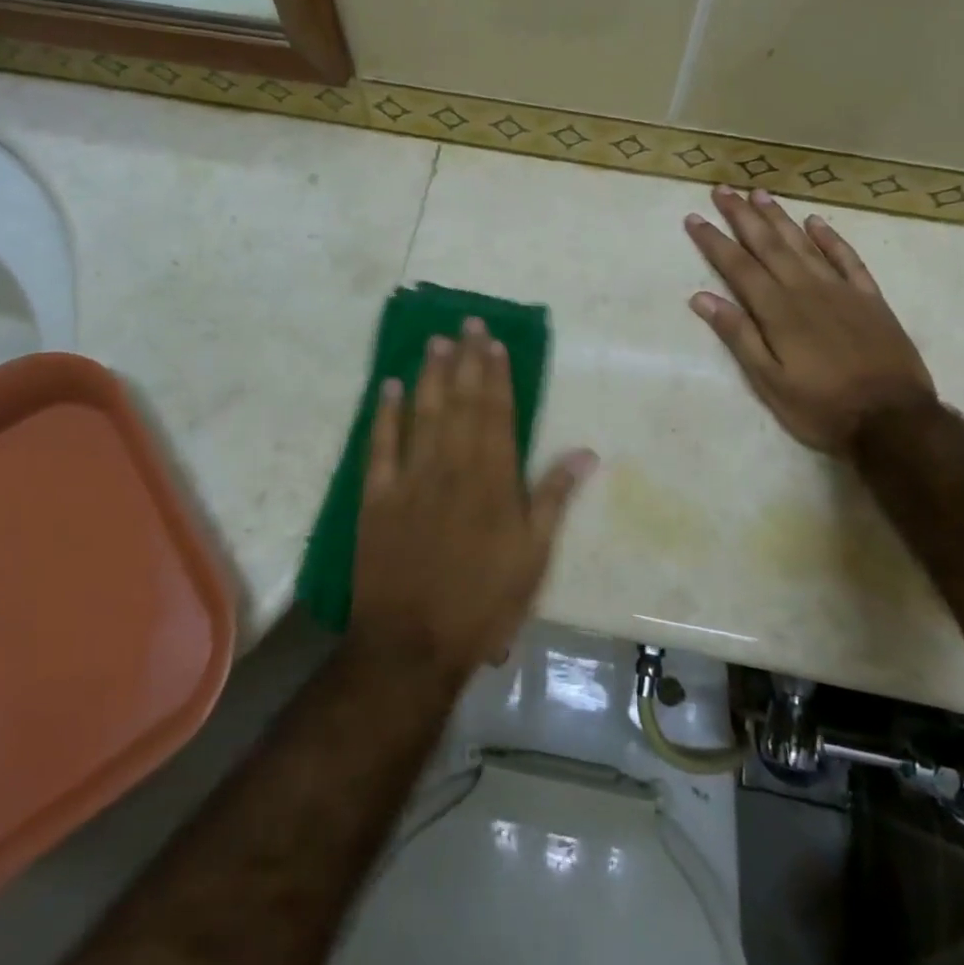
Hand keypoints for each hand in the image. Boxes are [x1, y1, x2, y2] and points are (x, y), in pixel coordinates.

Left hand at [351, 319, 597, 674]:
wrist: (413, 642)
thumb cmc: (483, 602)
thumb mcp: (534, 557)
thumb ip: (555, 498)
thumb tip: (586, 451)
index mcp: (493, 478)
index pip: (496, 412)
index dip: (496, 374)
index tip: (494, 342)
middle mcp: (452, 466)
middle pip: (462, 402)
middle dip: (467, 360)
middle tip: (468, 322)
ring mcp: (410, 478)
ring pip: (424, 412)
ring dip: (431, 374)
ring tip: (436, 340)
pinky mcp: (376, 496)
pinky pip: (381, 444)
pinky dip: (386, 413)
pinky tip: (390, 386)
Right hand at [685, 185, 934, 455]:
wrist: (893, 420)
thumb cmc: (821, 407)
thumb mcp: (769, 382)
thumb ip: (739, 336)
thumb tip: (702, 298)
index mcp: (778, 311)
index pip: (738, 266)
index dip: (714, 241)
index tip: (695, 218)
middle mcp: (806, 290)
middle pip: (769, 245)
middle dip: (743, 216)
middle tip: (724, 190)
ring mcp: (841, 290)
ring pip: (804, 244)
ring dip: (779, 217)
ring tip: (759, 193)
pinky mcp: (870, 298)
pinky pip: (847, 258)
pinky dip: (830, 238)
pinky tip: (816, 222)